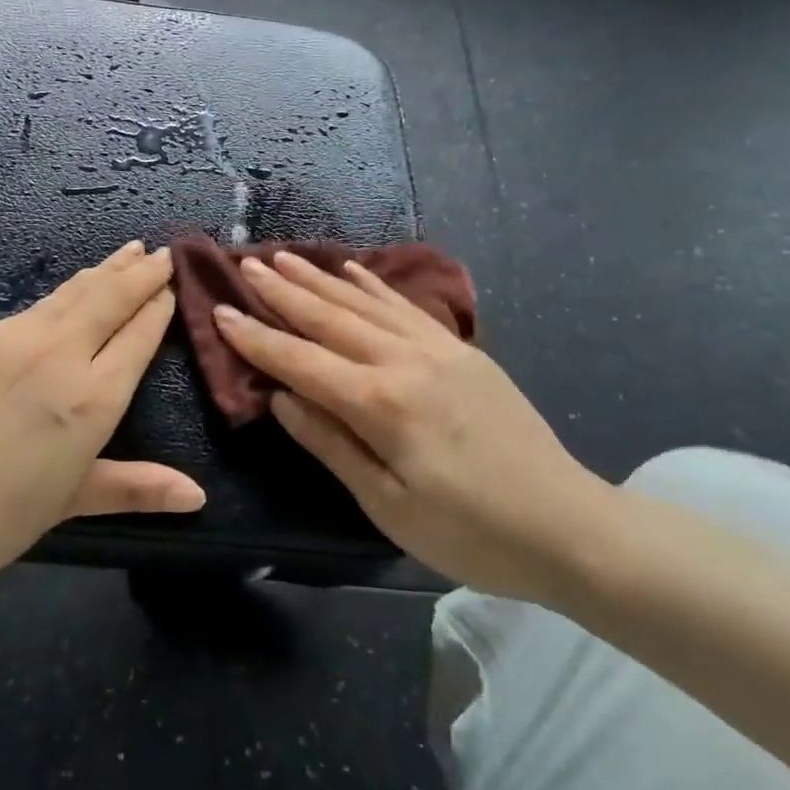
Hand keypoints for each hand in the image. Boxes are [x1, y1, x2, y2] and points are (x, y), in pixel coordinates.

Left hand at [0, 242, 204, 608]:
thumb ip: (136, 487)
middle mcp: (58, 354)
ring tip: (126, 251)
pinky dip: (60, 297)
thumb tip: (197, 497)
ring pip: (71, 292)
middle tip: (162, 252)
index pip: (139, 335)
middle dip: (141, 272)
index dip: (160, 306)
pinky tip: (64, 295)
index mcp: (91, 399)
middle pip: (110, 297)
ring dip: (103, 270)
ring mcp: (10, 338)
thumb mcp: (69, 503)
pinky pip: (29, 310)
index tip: (175, 285)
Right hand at [212, 250, 614, 601]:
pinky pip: (406, 306)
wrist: (569, 525)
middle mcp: (404, 360)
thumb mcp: (388, 505)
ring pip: (364, 302)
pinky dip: (374, 285)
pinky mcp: (462, 350)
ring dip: (321, 279)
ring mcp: (437, 348)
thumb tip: (280, 398)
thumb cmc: (470, 532)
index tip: (220, 310)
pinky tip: (353, 269)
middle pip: (329, 318)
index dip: (257, 337)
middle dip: (283, 292)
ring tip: (286, 257)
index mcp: (380, 403)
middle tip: (246, 265)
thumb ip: (330, 444)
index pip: (300, 360)